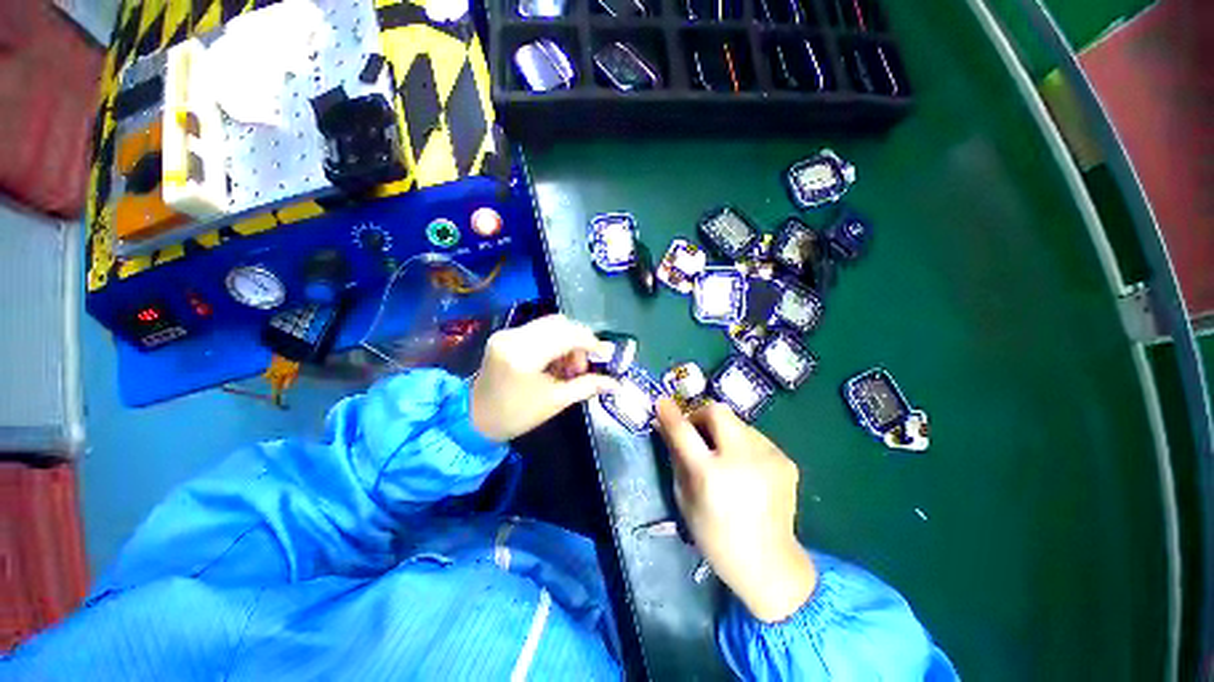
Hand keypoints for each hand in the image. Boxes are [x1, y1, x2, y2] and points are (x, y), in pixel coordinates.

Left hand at [470, 315, 617, 441]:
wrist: (475, 418)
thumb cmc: (516, 415)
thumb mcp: (555, 402)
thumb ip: (586, 386)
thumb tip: (615, 382)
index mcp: (524, 355)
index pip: (567, 335)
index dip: (590, 342)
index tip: (604, 355)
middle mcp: (514, 337)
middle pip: (560, 323)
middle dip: (579, 341)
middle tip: (583, 366)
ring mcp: (507, 333)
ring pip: (550, 324)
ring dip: (567, 340)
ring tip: (569, 367)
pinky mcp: (505, 334)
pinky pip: (539, 329)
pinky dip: (554, 341)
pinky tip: (555, 361)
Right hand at [656, 398, 816, 622]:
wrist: (770, 564)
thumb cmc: (716, 537)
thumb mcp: (684, 499)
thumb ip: (675, 457)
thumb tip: (664, 426)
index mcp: (711, 475)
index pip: (684, 431)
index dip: (670, 413)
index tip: (661, 403)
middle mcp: (742, 459)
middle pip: (717, 411)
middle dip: (701, 415)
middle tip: (696, 431)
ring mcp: (769, 457)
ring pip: (737, 422)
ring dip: (723, 431)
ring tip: (723, 456)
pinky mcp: (785, 460)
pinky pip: (754, 437)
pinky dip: (742, 444)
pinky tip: (745, 469)